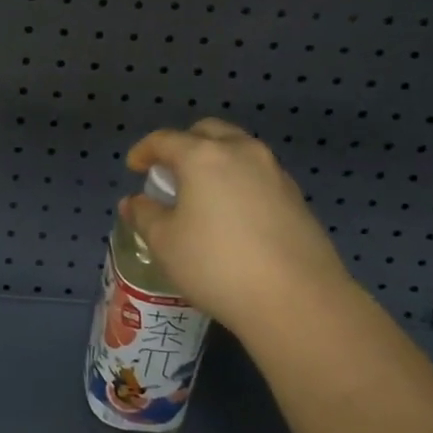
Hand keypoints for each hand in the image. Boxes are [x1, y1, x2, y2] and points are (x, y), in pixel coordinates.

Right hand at [118, 118, 352, 336]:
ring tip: (204, 192)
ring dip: (216, 160)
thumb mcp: (165, 243)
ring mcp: (274, 172)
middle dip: (185, 144)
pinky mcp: (296, 197)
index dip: (144, 151)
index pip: (165, 140)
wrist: (298, 300)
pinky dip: (240, 181)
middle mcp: (241, 152)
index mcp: (203, 156)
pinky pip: (258, 174)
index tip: (134, 167)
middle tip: (171, 172)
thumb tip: (134, 202)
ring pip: (238, 149)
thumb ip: (145, 215)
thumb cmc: (217, 265)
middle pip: (207, 132)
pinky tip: (234, 214)